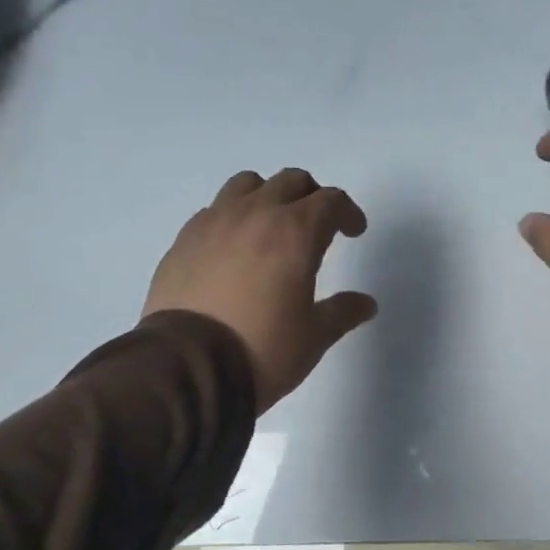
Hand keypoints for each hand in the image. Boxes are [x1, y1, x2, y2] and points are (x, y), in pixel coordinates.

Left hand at [143, 169, 377, 412]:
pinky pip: (214, 211)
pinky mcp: (183, 240)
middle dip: (312, 198)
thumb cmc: (263, 349)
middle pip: (291, 182)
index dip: (348, 212)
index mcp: (295, 232)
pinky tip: (235, 250)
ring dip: (269, 197)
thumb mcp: (314, 337)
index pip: (330, 201)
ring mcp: (214, 223)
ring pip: (247, 185)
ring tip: (272, 228)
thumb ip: (342, 312)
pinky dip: (233, 218)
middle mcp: (255, 215)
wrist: (187, 367)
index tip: (353, 232)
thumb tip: (365, 304)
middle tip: (319, 227)